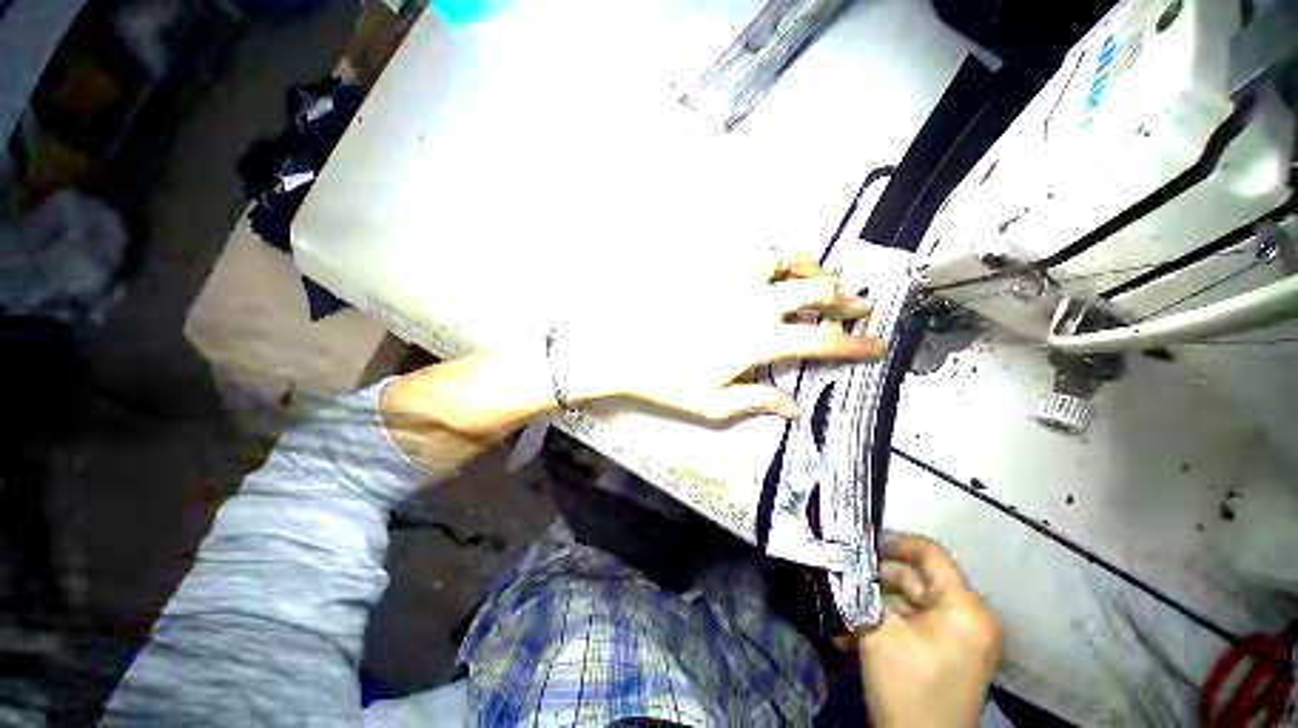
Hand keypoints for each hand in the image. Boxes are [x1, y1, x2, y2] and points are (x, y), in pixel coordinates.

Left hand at [555, 257, 883, 422]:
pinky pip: (753, 255)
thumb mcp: (715, 403)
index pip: (821, 341)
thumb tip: (795, 407)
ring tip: (822, 280)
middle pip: (816, 291)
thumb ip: (760, 400)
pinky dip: (776, 260)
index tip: (877, 346)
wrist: (625, 348)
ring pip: (788, 259)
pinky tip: (776, 272)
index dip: (855, 345)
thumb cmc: (668, 380)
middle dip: (847, 299)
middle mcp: (754, 303)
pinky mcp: (713, 271)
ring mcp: (733, 281)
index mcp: (759, 339)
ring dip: (814, 269)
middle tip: (860, 308)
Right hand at [858, 531, 1002, 727]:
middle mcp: (969, 616)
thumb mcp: (879, 633)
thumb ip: (863, 592)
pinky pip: (916, 621)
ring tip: (843, 595)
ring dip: (878, 597)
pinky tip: (856, 622)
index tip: (860, 541)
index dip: (894, 541)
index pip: (931, 554)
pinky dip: (888, 618)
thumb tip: (846, 563)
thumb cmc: (907, 687)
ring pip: (913, 600)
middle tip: (843, 567)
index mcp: (964, 607)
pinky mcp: (948, 651)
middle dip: (878, 573)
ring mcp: (960, 635)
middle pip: (919, 577)